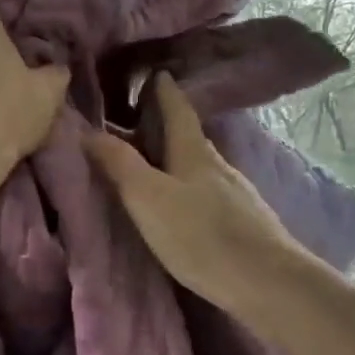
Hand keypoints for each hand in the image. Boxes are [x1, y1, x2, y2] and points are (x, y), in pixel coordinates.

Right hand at [85, 73, 309, 318]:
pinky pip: (207, 190)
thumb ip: (119, 164)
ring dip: (175, 157)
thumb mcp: (149, 198)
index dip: (164, 90)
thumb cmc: (202, 235)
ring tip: (153, 160)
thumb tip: (88, 130)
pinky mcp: (243, 221)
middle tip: (137, 117)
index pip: (177, 109)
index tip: (155, 71)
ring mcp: (235, 194)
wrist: (267, 283)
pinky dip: (188, 184)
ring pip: (198, 165)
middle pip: (188, 136)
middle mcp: (217, 165)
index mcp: (194, 152)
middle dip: (164, 123)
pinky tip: (183, 200)